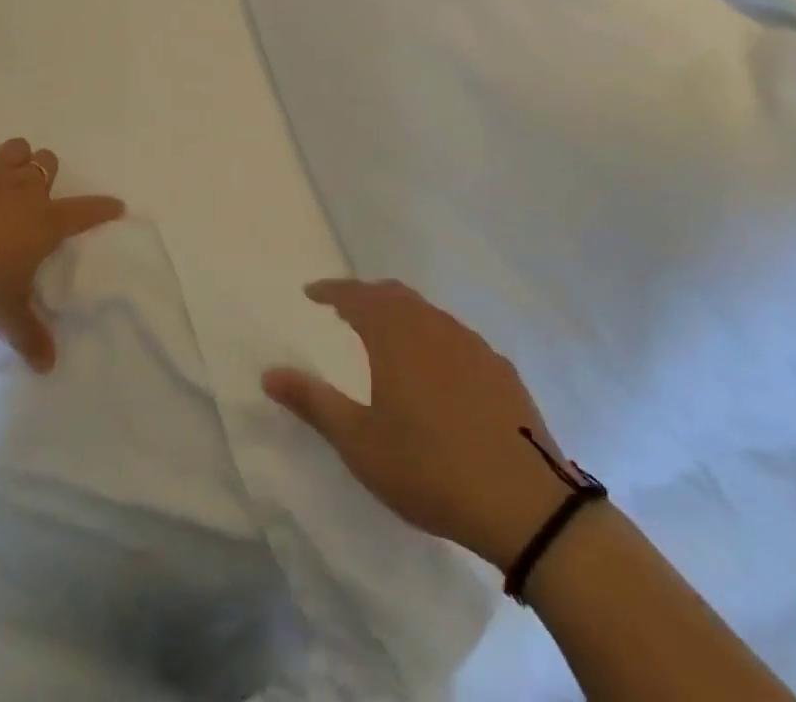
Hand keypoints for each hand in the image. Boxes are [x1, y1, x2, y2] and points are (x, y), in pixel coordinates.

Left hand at [0, 136, 124, 372]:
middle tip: (32, 196)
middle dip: (44, 175)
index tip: (115, 206)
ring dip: (16, 158)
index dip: (102, 209)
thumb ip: (31, 336)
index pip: (86, 211)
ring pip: (18, 148)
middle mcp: (26, 189)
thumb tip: (48, 368)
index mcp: (46, 222)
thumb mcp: (6, 314)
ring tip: (4, 176)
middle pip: (48, 163)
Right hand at [264, 279, 583, 567]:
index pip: (356, 295)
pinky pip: (456, 337)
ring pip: (428, 313)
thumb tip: (268, 372)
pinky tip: (437, 369)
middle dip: (365, 296)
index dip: (331, 290)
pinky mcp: (501, 370)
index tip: (311, 293)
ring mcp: (473, 345)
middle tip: (345, 309)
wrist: (527, 506)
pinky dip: (433, 337)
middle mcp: (434, 327)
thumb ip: (313, 403)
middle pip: (394, 295)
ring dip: (401, 314)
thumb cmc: (430, 469)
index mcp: (396, 336)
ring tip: (386, 335)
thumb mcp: (359, 443)